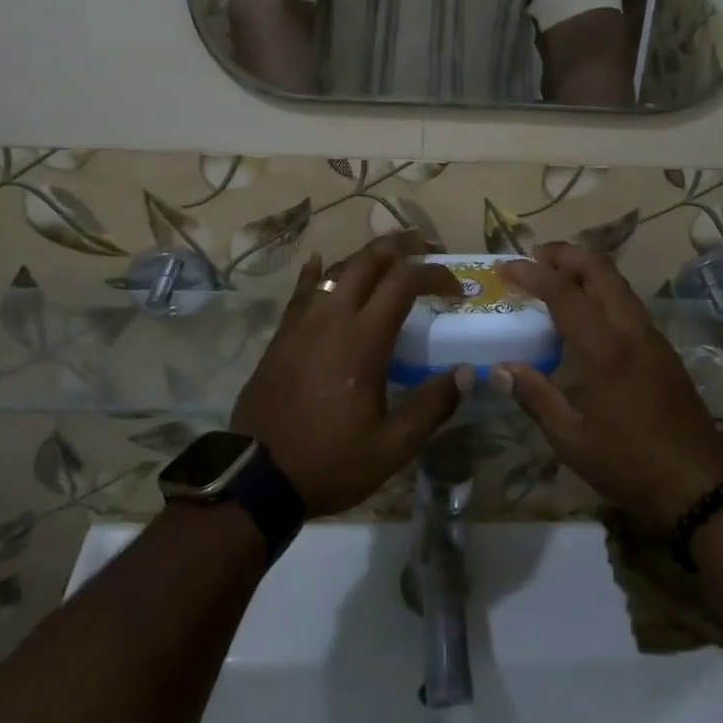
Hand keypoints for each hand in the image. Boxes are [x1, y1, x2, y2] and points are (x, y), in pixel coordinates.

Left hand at [231, 232, 465, 516]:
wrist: (256, 477)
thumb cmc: (330, 460)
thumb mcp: (392, 447)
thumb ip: (432, 406)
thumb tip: (466, 373)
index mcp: (363, 339)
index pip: (404, 283)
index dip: (434, 274)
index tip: (455, 288)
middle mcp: (332, 318)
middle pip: (368, 260)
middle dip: (399, 245)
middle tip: (422, 244)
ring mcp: (302, 323)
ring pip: (335, 269)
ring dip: (364, 256)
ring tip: (386, 257)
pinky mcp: (282, 335)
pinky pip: (302, 290)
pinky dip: (316, 272)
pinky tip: (319, 261)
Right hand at [495, 243, 722, 532]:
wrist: (701, 487)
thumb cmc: (631, 465)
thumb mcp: (573, 441)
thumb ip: (536, 397)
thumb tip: (499, 369)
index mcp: (605, 349)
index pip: (563, 292)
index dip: (530, 273)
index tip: (505, 267)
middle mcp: (631, 330)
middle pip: (599, 269)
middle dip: (565, 254)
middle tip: (534, 257)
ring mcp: (652, 337)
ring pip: (618, 282)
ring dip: (585, 269)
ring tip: (556, 277)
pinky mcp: (664, 349)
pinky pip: (628, 302)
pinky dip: (603, 289)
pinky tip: (587, 313)